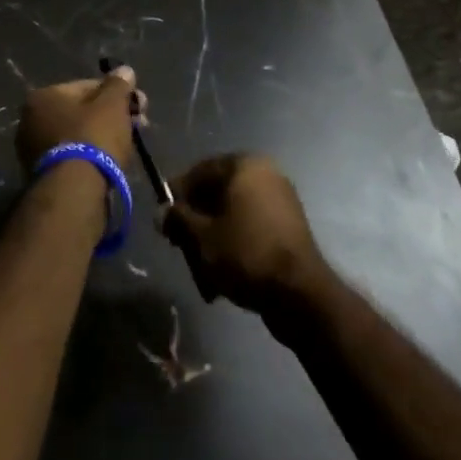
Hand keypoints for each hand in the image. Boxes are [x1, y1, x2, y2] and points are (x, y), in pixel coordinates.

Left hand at [14, 67, 146, 173]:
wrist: (74, 191)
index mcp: (43, 96)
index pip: (87, 86)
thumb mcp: (112, 104)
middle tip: (139, 124)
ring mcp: (33, 150)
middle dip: (112, 115)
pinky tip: (111, 161)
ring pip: (78, 135)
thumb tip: (124, 70)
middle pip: (82, 111)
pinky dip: (91, 155)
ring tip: (129, 144)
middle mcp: (30, 120)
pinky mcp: (42, 174)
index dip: (116, 94)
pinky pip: (73, 155)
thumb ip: (118, 84)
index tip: (138, 105)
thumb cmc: (92, 137)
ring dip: (103, 135)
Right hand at [161, 154, 327, 317]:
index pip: (201, 170)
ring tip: (200, 269)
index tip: (163, 218)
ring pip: (233, 214)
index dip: (177, 194)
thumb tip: (161, 213)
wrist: (299, 293)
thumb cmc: (245, 253)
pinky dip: (234, 245)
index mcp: (244, 166)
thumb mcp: (201, 237)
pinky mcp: (288, 227)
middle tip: (179, 245)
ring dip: (212, 238)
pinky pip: (251, 228)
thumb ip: (178, 219)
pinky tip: (221, 275)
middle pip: (217, 193)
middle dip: (195, 221)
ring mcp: (280, 200)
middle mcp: (265, 174)